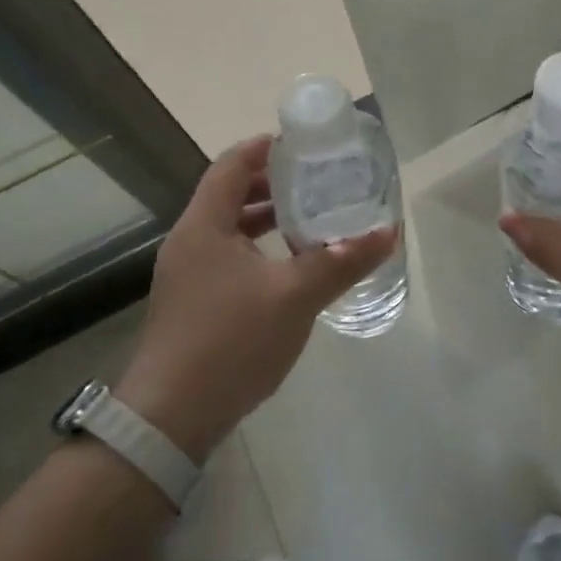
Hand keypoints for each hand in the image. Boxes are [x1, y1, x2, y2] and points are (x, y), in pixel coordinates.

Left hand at [117, 136, 396, 460]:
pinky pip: (227, 258)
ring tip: (308, 220)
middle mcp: (189, 241)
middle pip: (229, 195)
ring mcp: (186, 275)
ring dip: (265, 220)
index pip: (231, 165)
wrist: (172, 417)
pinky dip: (258, 250)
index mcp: (205, 225)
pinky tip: (288, 270)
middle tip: (315, 181)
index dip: (264, 148)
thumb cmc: (231, 341)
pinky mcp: (191, 303)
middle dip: (272, 185)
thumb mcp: (295, 297)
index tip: (302, 144)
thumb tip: (388, 233)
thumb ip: (341, 262)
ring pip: (229, 230)